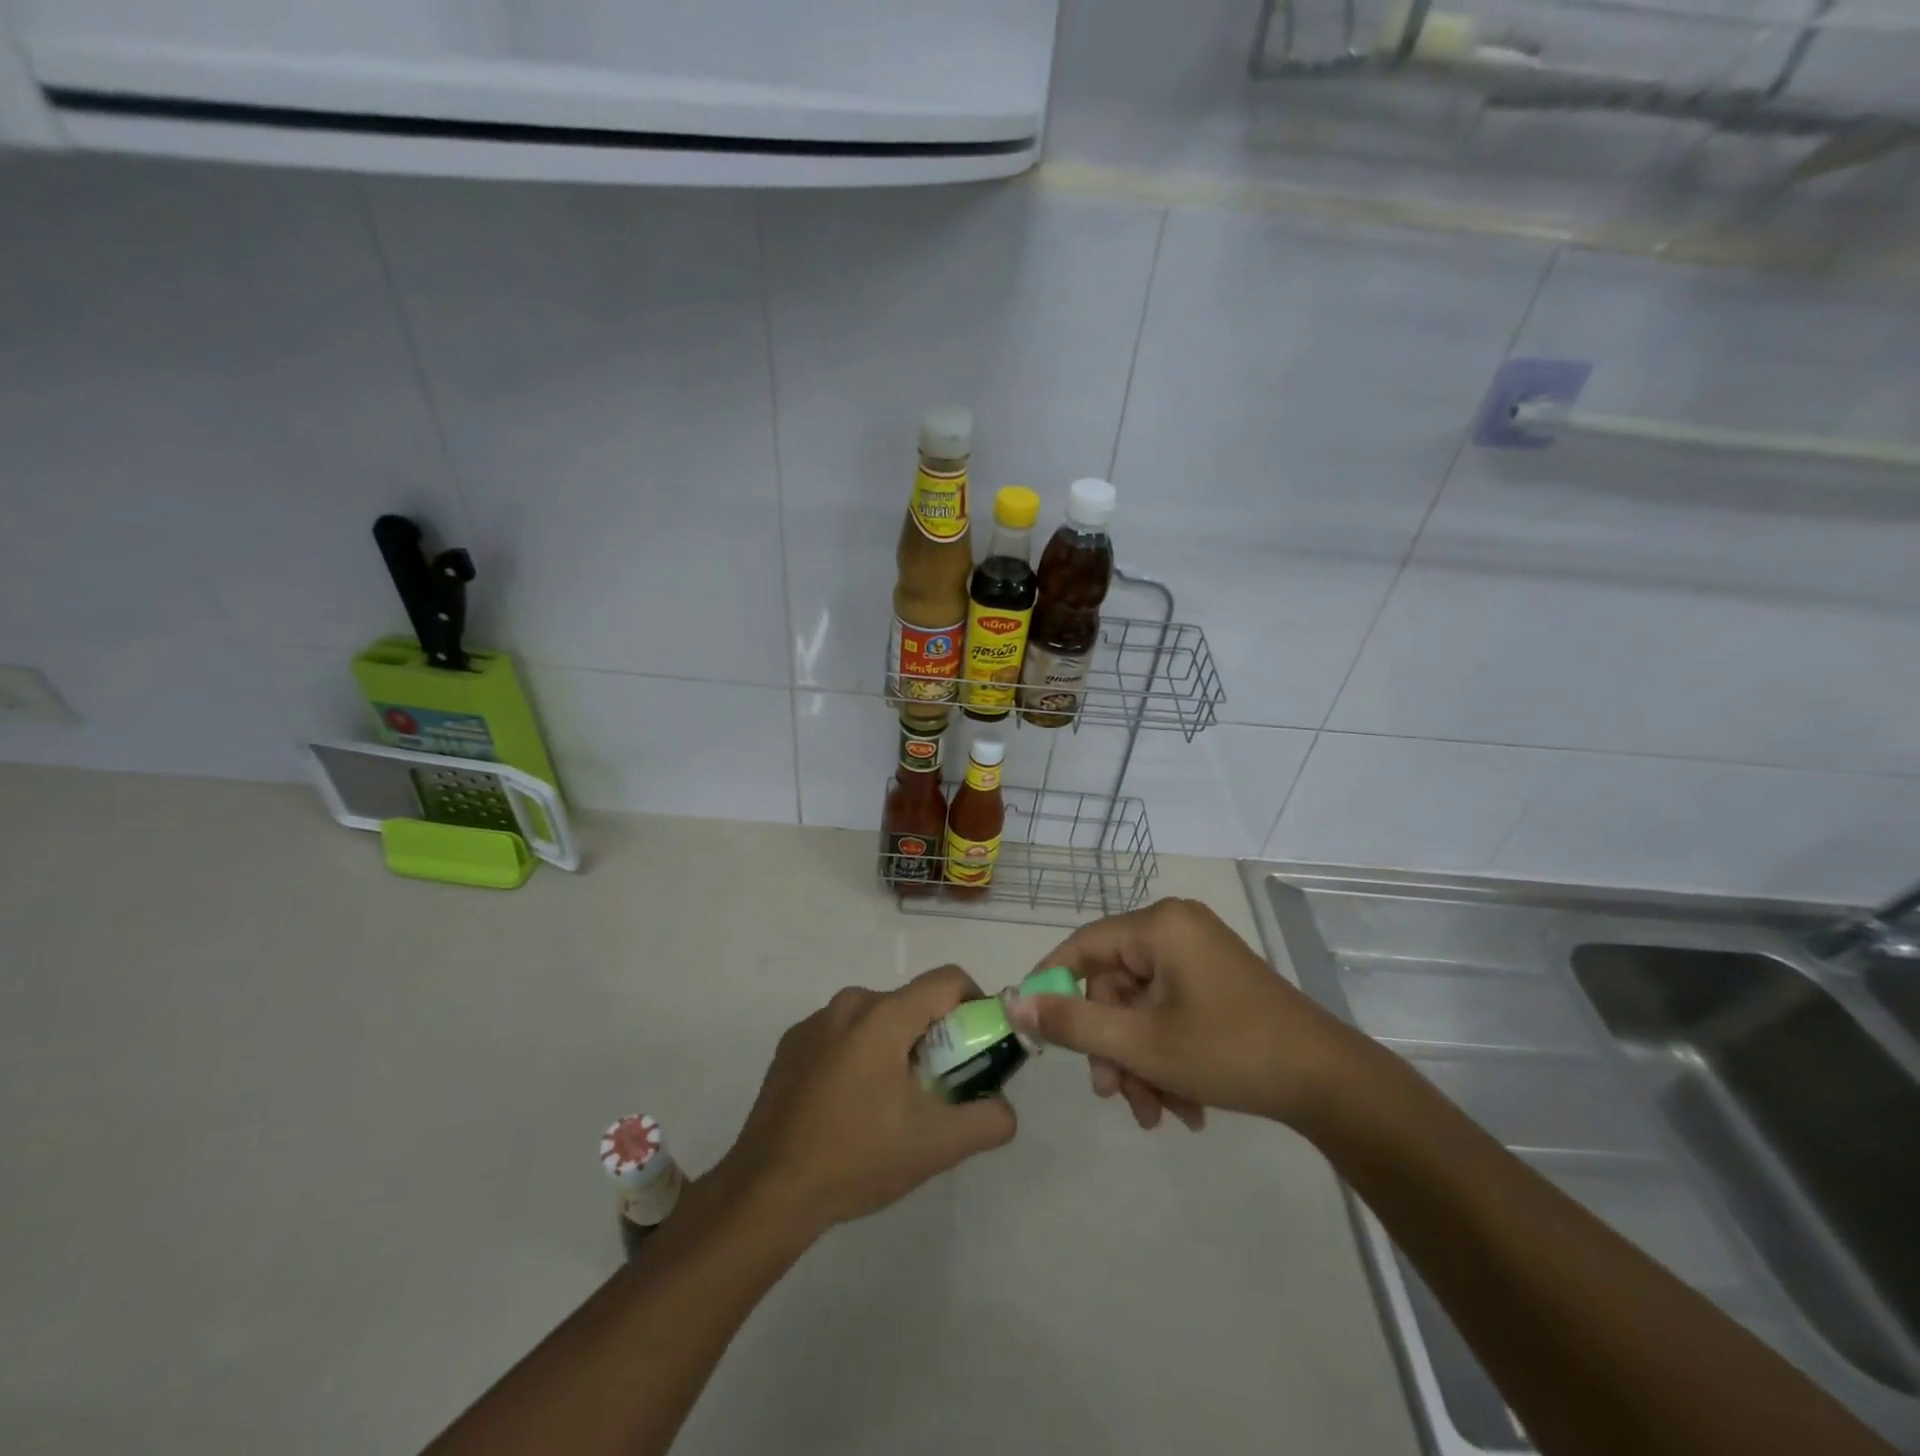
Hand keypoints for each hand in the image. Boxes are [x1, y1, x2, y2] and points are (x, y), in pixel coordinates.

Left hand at [717, 966, 1016, 1237]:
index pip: (948, 980)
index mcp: (884, 1015)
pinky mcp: (791, 1045)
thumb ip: (987, 1121)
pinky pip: (843, 1035)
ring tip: (893, 1105)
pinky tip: (851, 1107)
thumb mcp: (935, 1146)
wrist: (767, 1191)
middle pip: (912, 1003)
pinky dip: (860, 1056)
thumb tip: (1005, 1108)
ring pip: (877, 1019)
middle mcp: (849, 1004)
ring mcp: (814, 1023)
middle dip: (935, 1037)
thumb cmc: (856, 1158)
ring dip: (896, 1048)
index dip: (975, 1004)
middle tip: (939, 1088)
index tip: (980, 1045)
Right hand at [1007, 898, 1361, 1130]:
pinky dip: (1168, 1057)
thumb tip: (1013, 1001)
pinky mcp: (1218, 983)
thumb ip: (1072, 1023)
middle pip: (1116, 987)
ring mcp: (1201, 956)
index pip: (1083, 947)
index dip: (1052, 986)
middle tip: (1114, 1096)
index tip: (1032, 1028)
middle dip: (1113, 1048)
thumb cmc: (1229, 1051)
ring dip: (1141, 1062)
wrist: (1331, 1084)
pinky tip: (1183, 1107)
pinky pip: (1172, 1013)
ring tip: (1157, 1115)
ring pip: (1143, 1009)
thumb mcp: (1141, 1043)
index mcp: (1159, 926)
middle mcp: (1177, 930)